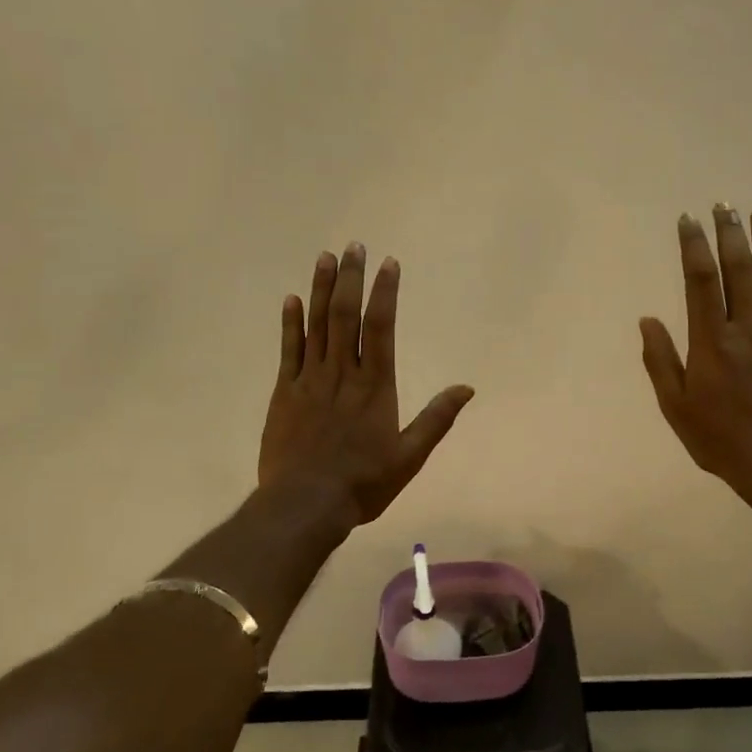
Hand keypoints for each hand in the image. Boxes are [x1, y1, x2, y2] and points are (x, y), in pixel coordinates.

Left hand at [258, 243, 474, 526]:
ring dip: (320, 289)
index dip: (385, 292)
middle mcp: (342, 373)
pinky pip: (288, 350)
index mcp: (375, 385)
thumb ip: (436, 419)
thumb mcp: (409, 456)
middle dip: (350, 278)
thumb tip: (467, 388)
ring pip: (316, 325)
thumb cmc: (363, 483)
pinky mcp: (284, 393)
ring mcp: (309, 380)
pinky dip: (290, 323)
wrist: (304, 504)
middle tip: (353, 246)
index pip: (381, 327)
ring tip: (325, 258)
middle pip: (345, 315)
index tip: (389, 264)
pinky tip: (291, 300)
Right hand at [639, 206, 751, 503]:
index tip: (688, 220)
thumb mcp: (675, 405)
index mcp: (712, 341)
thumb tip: (647, 319)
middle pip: (738, 270)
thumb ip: (660, 360)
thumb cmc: (719, 438)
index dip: (693, 246)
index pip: (700, 281)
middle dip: (729, 234)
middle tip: (723, 204)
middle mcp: (747, 328)